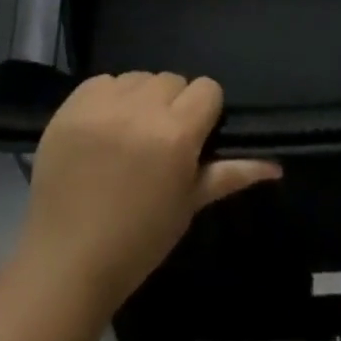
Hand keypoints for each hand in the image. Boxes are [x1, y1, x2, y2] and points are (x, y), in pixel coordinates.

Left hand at [16, 72, 280, 309]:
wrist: (65, 262)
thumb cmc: (137, 242)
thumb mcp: (188, 207)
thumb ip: (230, 174)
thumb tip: (275, 164)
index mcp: (176, 134)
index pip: (207, 89)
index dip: (204, 112)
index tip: (193, 138)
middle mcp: (142, 108)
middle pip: (172, 80)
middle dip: (172, 106)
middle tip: (158, 143)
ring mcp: (104, 103)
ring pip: (139, 77)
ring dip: (139, 99)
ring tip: (128, 136)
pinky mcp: (73, 103)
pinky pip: (103, 81)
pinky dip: (108, 99)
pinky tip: (101, 131)